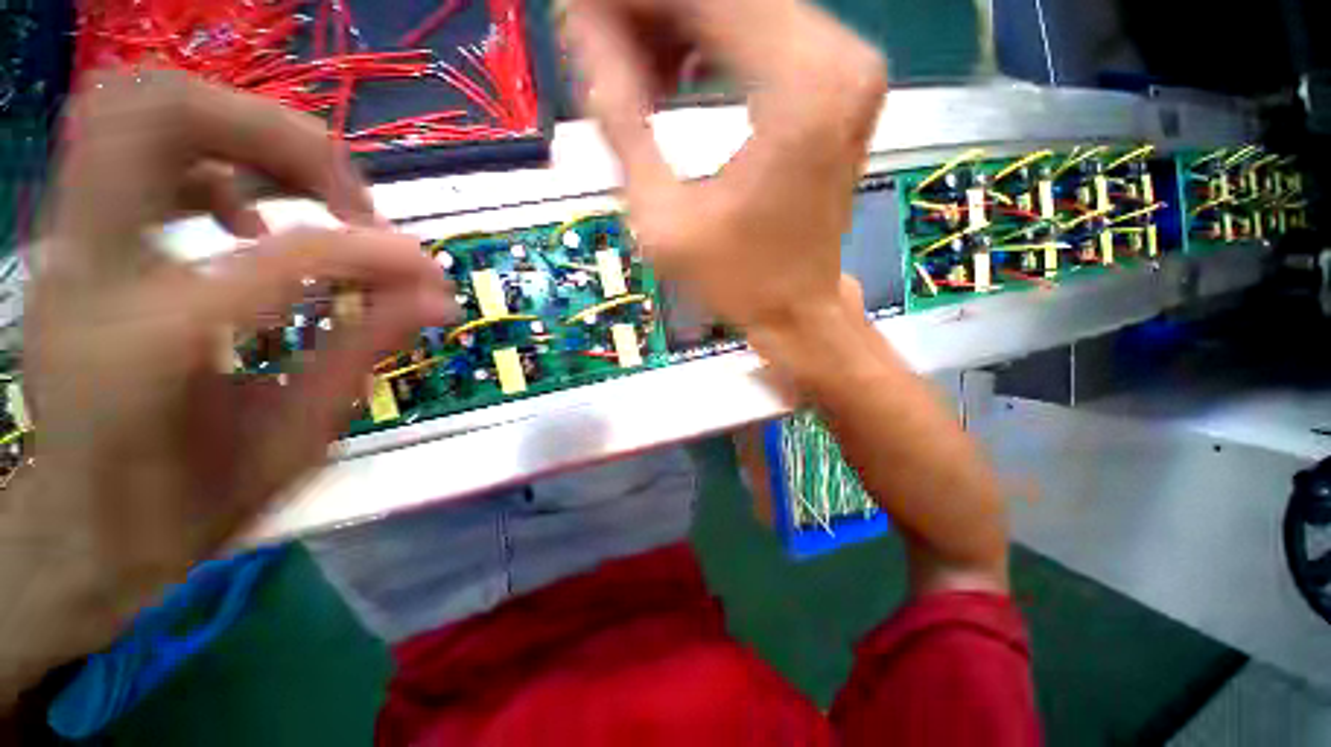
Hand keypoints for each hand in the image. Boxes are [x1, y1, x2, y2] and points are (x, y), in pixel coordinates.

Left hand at [2, 72, 453, 699]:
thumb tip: (431, 295)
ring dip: (244, 138)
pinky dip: (210, 164)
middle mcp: (76, 261)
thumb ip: (361, 355)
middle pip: (155, 102)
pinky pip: (139, 149)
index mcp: (129, 349)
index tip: (434, 270)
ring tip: (303, 205)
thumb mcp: (283, 457)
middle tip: (347, 195)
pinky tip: (244, 219)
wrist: (48, 547)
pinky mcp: (63, 237)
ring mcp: (56, 236)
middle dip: (274, 131)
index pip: (274, 257)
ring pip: (140, 105)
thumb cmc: (158, 530)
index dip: (373, 253)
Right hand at [566, 1, 1008, 594]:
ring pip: (745, 9)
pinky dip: (713, 45)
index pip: (701, 0)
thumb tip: (584, 39)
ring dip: (679, 28)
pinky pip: (766, 37)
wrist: (797, 311)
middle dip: (652, 15)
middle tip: (600, 42)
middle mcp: (838, 60)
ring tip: (632, 68)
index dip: (633, 5)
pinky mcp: (839, 87)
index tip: (584, 17)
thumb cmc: (735, 283)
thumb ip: (620, 123)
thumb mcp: (661, 221)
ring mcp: (846, 69)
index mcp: (798, 91)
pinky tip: (676, 77)